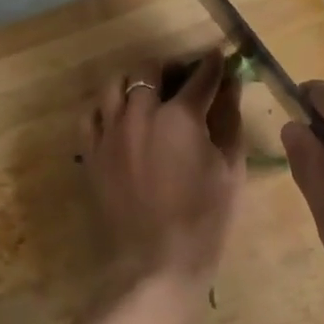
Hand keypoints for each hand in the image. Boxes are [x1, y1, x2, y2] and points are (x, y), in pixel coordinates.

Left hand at [83, 53, 245, 299]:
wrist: (155, 266)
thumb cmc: (204, 220)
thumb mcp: (230, 169)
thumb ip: (230, 120)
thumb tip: (232, 86)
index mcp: (180, 117)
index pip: (201, 76)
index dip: (213, 64)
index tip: (219, 57)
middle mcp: (140, 114)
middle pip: (149, 69)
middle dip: (170, 67)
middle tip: (184, 79)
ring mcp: (110, 133)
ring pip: (114, 84)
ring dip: (135, 81)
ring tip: (149, 94)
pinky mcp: (91, 153)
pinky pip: (91, 114)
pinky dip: (107, 107)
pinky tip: (121, 118)